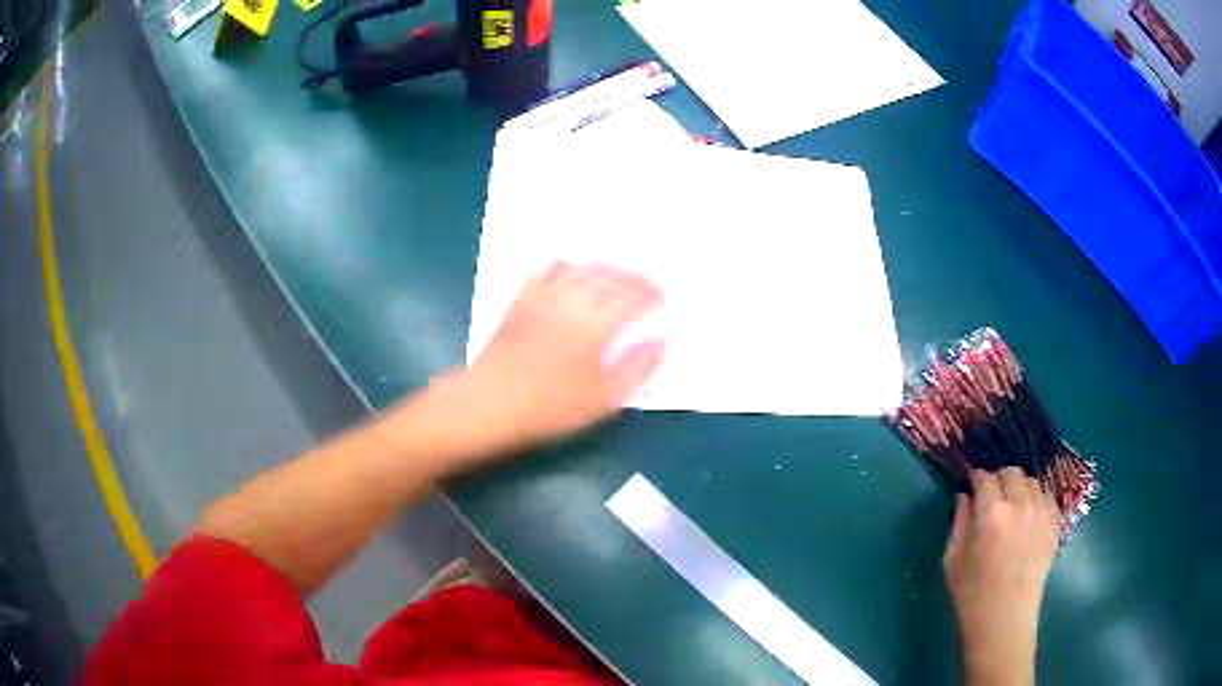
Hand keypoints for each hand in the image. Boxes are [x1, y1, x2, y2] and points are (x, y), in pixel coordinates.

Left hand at [433, 262, 665, 460]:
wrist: (489, 404)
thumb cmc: (550, 407)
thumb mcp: (603, 398)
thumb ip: (636, 368)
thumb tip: (661, 343)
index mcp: (595, 322)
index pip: (632, 299)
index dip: (651, 298)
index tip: (665, 301)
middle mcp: (572, 298)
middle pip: (610, 278)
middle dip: (635, 280)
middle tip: (652, 287)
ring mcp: (544, 295)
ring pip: (583, 269)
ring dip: (608, 268)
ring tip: (622, 276)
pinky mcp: (523, 299)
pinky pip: (548, 269)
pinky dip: (567, 266)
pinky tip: (573, 273)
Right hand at [943, 468, 1060, 685]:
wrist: (1005, 619)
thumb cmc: (972, 595)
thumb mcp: (952, 560)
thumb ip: (959, 522)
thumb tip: (965, 497)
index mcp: (992, 513)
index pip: (985, 477)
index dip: (976, 478)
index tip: (971, 485)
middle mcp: (1020, 504)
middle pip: (1011, 472)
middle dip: (999, 479)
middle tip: (992, 497)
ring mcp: (1042, 512)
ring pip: (1032, 482)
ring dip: (1019, 488)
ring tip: (1012, 508)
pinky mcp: (1055, 523)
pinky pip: (1046, 498)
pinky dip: (1036, 501)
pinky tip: (1027, 519)